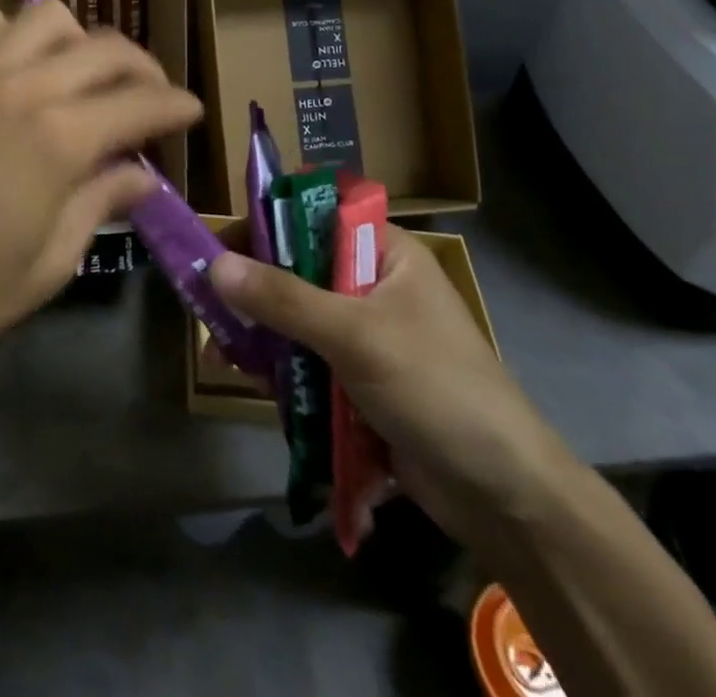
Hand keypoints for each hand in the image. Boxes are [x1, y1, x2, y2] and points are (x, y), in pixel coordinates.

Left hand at [0, 0, 201, 365]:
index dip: (176, 105)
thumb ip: (99, 206)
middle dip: (143, 67)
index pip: (141, 101)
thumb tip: (140, 176)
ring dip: (81, 39)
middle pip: (106, 47)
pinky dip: (15, 32)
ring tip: (84, 76)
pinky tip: (18, 67)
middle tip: (151, 98)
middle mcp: (25, 86)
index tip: (192, 112)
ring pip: (49, 15)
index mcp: (61, 139)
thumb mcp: (47, 265)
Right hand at [208, 228, 577, 544]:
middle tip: (209, 305)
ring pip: (297, 320)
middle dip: (255, 290)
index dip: (267, 225)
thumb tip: (215, 265)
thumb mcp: (356, 335)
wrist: (506, 498)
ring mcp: (367, 336)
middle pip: (298, 271)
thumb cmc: (437, 389)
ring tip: (221, 353)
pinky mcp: (360, 382)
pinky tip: (253, 385)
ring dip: (262, 335)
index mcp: (385, 253)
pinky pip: (308, 363)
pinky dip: (281, 371)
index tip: (221, 247)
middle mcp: (372, 285)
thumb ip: (284, 298)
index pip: (314, 217)